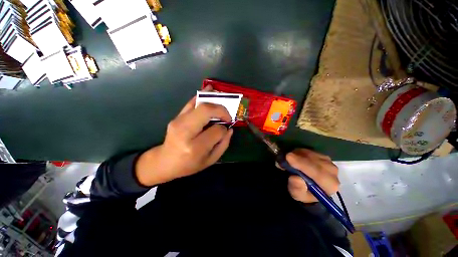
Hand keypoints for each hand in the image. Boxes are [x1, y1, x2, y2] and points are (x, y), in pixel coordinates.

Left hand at [135, 87, 233, 185]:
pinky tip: (209, 90)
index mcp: (195, 147)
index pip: (216, 130)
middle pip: (206, 111)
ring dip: (214, 101)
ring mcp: (178, 122)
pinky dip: (201, 95)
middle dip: (221, 110)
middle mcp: (185, 132)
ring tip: (223, 101)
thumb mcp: (210, 160)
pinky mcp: (176, 117)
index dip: (224, 129)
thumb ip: (223, 144)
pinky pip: (191, 103)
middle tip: (227, 115)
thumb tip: (229, 129)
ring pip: (199, 104)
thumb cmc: (189, 165)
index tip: (225, 130)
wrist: (165, 161)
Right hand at [286, 149, 339, 202]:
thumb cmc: (302, 191)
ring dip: (299, 154)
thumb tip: (296, 178)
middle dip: (299, 157)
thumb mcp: (296, 194)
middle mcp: (333, 173)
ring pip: (313, 154)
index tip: (288, 157)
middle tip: (285, 156)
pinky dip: (300, 151)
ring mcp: (329, 162)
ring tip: (288, 158)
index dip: (303, 164)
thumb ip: (297, 188)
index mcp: (329, 186)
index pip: (319, 173)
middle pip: (316, 161)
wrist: (307, 186)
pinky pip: (311, 150)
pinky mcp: (323, 156)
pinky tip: (294, 155)